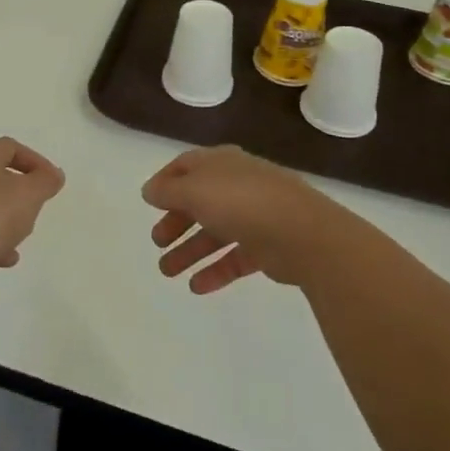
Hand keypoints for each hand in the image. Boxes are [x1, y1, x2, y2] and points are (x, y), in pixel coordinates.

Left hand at [0, 137, 64, 304]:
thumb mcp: (29, 194)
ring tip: (23, 232)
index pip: (10, 147)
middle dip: (21, 191)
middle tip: (37, 205)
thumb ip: (45, 182)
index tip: (51, 181)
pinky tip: (8, 257)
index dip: (34, 160)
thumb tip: (54, 175)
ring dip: (8, 218)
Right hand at [142, 145, 341, 292]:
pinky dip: (215, 270)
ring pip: (215, 232)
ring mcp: (254, 216)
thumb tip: (150, 191)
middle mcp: (236, 185)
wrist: (301, 232)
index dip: (165, 181)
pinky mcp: (267, 247)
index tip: (148, 202)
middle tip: (158, 241)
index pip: (186, 166)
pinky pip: (234, 258)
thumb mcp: (194, 191)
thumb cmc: (241, 201)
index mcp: (220, 163)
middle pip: (199, 201)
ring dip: (189, 251)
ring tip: (167, 273)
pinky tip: (196, 287)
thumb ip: (168, 192)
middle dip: (176, 221)